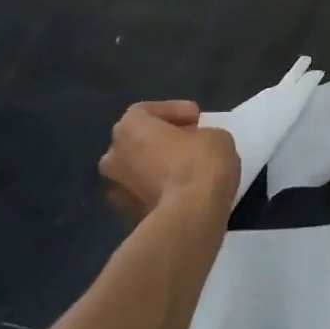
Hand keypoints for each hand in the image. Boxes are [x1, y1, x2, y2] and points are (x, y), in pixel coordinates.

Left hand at [99, 101, 239, 218]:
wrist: (189, 217)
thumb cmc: (200, 164)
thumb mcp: (216, 136)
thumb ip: (199, 136)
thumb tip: (194, 146)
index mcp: (129, 128)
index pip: (145, 111)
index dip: (173, 111)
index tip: (196, 118)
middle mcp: (113, 156)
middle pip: (136, 141)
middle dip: (160, 140)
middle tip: (189, 142)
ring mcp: (116, 190)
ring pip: (136, 171)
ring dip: (156, 168)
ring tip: (185, 170)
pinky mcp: (126, 217)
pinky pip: (142, 195)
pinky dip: (158, 192)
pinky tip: (181, 193)